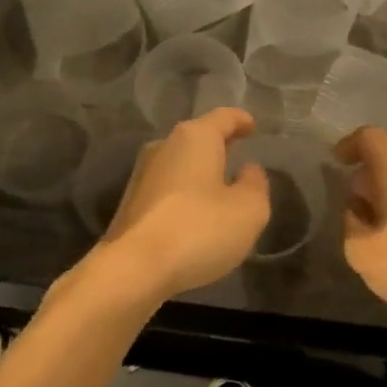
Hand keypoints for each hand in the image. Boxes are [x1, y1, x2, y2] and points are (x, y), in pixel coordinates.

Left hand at [93, 107, 269, 303]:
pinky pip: (167, 188)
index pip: (224, 117)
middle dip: (219, 145)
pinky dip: (185, 194)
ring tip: (219, 188)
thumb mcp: (249, 210)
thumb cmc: (198, 229)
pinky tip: (195, 215)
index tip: (252, 127)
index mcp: (195, 138)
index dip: (241, 120)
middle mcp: (164, 146)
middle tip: (238, 154)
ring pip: (180, 163)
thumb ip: (255, 184)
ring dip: (200, 172)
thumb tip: (248, 170)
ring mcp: (142, 174)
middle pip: (198, 138)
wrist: (133, 268)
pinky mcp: (131, 202)